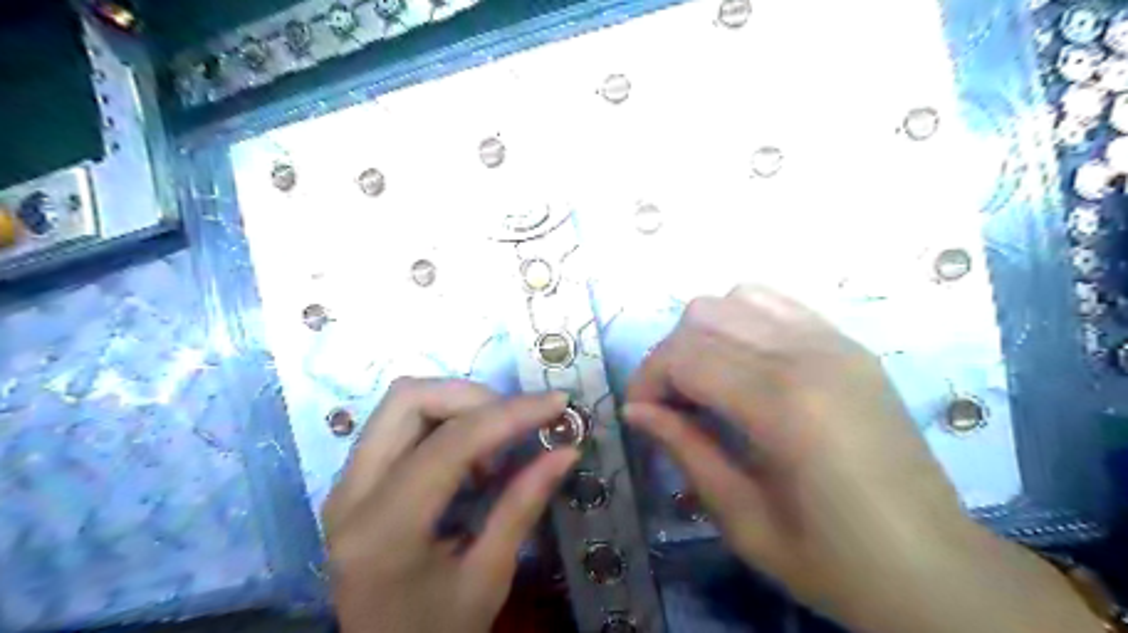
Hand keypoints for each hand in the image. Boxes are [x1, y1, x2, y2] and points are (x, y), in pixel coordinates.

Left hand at [322, 381, 575, 632]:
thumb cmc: (437, 631)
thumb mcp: (488, 578)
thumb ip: (523, 506)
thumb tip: (568, 451)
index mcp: (384, 530)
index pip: (450, 443)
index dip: (509, 414)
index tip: (556, 403)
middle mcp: (351, 493)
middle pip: (409, 399)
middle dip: (474, 398)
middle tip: (517, 424)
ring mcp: (345, 483)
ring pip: (402, 403)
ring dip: (458, 407)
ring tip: (493, 449)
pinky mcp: (353, 480)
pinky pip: (399, 422)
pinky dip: (443, 421)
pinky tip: (469, 457)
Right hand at [627, 284, 1101, 631]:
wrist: (936, 568)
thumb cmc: (835, 562)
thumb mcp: (744, 520)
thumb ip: (686, 450)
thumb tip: (636, 410)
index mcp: (783, 404)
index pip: (685, 356)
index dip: (647, 380)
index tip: (639, 414)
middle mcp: (808, 355)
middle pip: (703, 316)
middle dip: (669, 355)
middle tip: (670, 403)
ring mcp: (834, 342)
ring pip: (736, 297)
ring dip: (705, 333)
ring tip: (706, 380)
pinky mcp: (849, 344)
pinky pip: (777, 304)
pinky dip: (743, 321)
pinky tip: (745, 364)